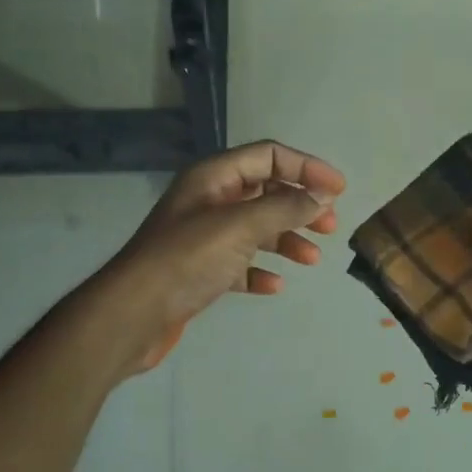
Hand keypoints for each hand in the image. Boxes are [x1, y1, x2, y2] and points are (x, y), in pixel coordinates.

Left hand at [96, 141, 346, 374]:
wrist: (132, 314)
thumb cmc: (186, 260)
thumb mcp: (240, 227)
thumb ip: (284, 208)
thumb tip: (321, 196)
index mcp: (213, 178)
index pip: (268, 156)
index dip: (306, 167)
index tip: (338, 190)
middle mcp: (208, 201)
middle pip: (265, 192)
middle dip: (300, 206)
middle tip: (329, 225)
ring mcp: (203, 237)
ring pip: (256, 229)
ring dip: (286, 240)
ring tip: (312, 259)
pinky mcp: (200, 271)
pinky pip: (240, 263)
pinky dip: (260, 270)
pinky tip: (273, 286)